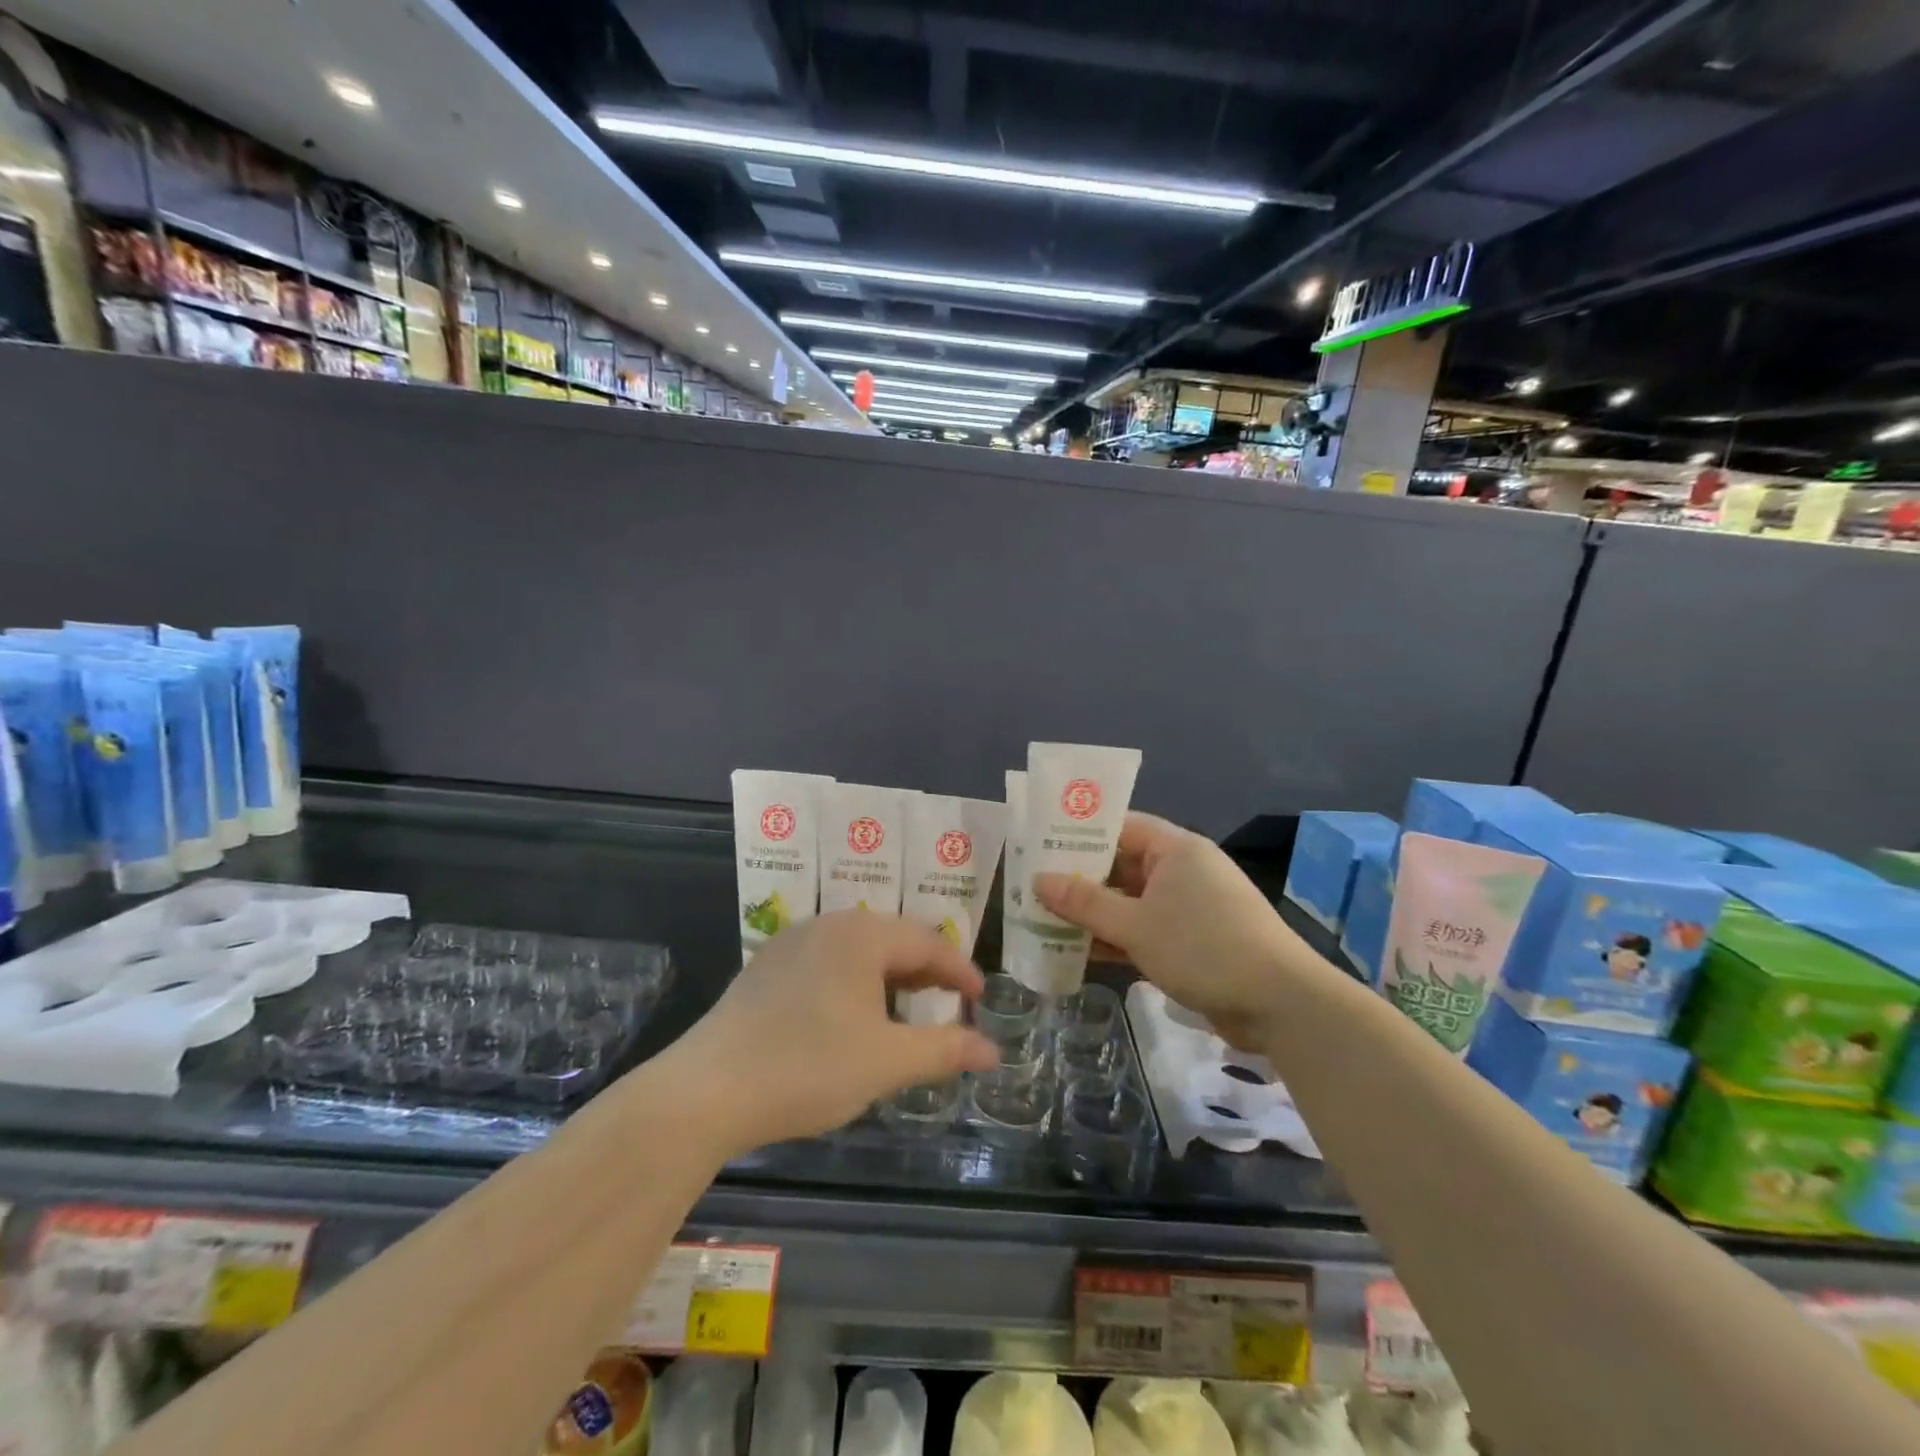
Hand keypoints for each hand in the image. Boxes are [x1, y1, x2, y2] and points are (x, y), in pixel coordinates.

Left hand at [663, 912, 997, 1153]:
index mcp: (861, 934)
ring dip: (890, 977)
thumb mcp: (887, 1061)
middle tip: (952, 1001)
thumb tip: (992, 1051)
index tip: (982, 997)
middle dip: (926, 970)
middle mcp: (827, 925)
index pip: (927, 941)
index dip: (960, 969)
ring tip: (908, 1009)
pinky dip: (855, 983)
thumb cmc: (809, 1067)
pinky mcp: (766, 968)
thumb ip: (944, 1050)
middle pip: (892, 939)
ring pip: (858, 951)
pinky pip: (828, 963)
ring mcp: (791, 943)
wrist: (707, 1090)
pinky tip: (854, 1016)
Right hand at [1034, 812, 1308, 1048]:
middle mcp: (1183, 871)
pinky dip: (1117, 938)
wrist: (1280, 1004)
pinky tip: (1079, 952)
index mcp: (1176, 849)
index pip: (1121, 827)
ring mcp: (1190, 907)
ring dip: (1095, 913)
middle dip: (1080, 879)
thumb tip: (1038, 880)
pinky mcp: (1193, 941)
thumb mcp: (1136, 924)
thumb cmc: (1203, 948)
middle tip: (1033, 886)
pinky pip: (1145, 929)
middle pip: (1122, 866)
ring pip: (1131, 901)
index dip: (1080, 834)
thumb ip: (1085, 902)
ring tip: (1045, 920)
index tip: (1040, 845)